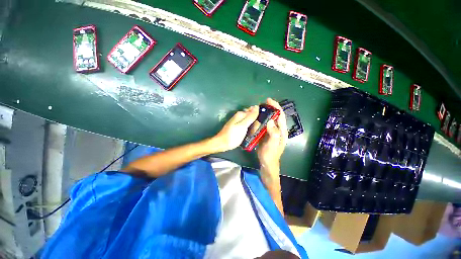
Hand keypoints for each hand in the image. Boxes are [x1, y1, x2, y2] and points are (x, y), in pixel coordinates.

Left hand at [211, 105, 258, 152]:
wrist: (222, 144)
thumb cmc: (233, 135)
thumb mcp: (243, 126)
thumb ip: (250, 117)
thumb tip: (257, 106)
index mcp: (241, 114)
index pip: (254, 111)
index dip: (259, 116)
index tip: (261, 124)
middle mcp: (240, 116)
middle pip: (252, 117)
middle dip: (256, 123)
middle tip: (255, 130)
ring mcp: (239, 122)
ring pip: (250, 122)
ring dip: (253, 127)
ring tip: (253, 133)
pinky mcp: (239, 128)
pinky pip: (247, 127)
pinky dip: (250, 130)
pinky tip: (251, 134)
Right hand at [256, 98, 287, 169]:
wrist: (266, 163)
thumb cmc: (271, 154)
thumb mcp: (273, 144)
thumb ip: (274, 133)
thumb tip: (270, 121)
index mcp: (282, 131)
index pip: (280, 116)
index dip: (276, 107)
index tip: (269, 100)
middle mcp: (278, 130)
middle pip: (275, 116)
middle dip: (270, 108)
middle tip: (262, 104)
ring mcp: (272, 132)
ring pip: (269, 120)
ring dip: (265, 114)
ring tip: (258, 109)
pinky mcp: (266, 134)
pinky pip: (264, 125)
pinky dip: (261, 120)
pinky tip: (256, 118)